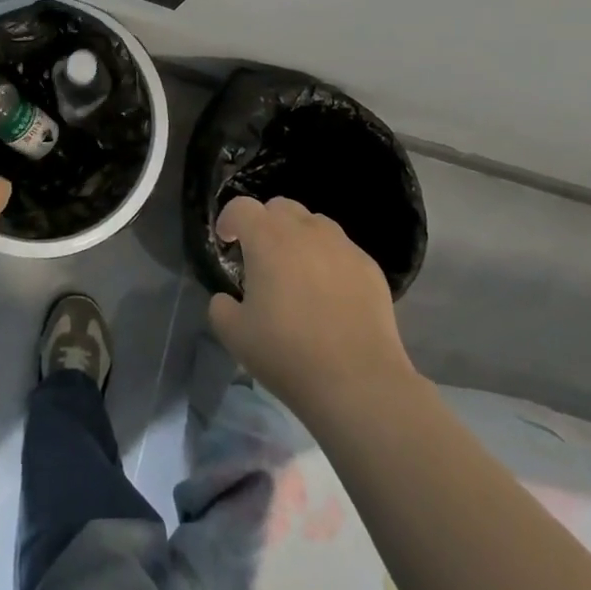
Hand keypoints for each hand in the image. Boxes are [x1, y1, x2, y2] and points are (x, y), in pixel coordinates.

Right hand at [208, 196, 417, 427]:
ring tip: (298, 271)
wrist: (358, 382)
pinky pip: (342, 249)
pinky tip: (330, 293)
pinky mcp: (369, 267)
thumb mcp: (234, 335)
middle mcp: (305, 230)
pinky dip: (329, 259)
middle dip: (266, 223)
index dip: (230, 219)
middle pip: (280, 207)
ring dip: (299, 237)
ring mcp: (342, 246)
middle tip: (262, 256)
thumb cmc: (288, 353)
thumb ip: (221, 307)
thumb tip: (227, 298)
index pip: (242, 207)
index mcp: (267, 238)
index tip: (227, 241)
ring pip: (315, 224)